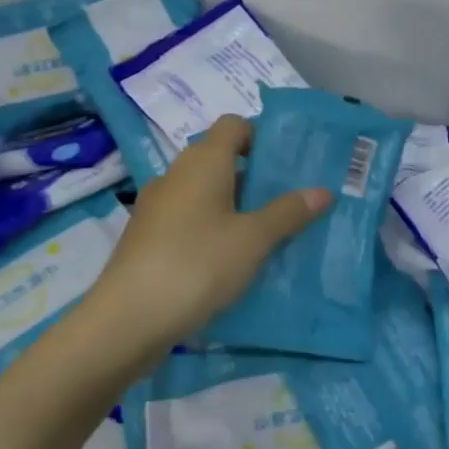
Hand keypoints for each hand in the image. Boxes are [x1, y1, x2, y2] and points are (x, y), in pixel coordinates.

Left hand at [81, 115, 330, 365]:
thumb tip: (323, 191)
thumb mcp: (254, 239)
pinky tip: (232, 259)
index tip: (288, 163)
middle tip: (290, 199)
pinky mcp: (147, 239)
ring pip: (205, 192)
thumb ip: (289, 212)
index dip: (262, 136)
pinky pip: (189, 219)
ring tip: (267, 231)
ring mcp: (157, 207)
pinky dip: (213, 228)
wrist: (125, 322)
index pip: (234, 125)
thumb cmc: (197, 265)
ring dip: (235, 205)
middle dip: (255, 175)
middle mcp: (177, 175)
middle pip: (221, 159)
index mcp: (203, 162)